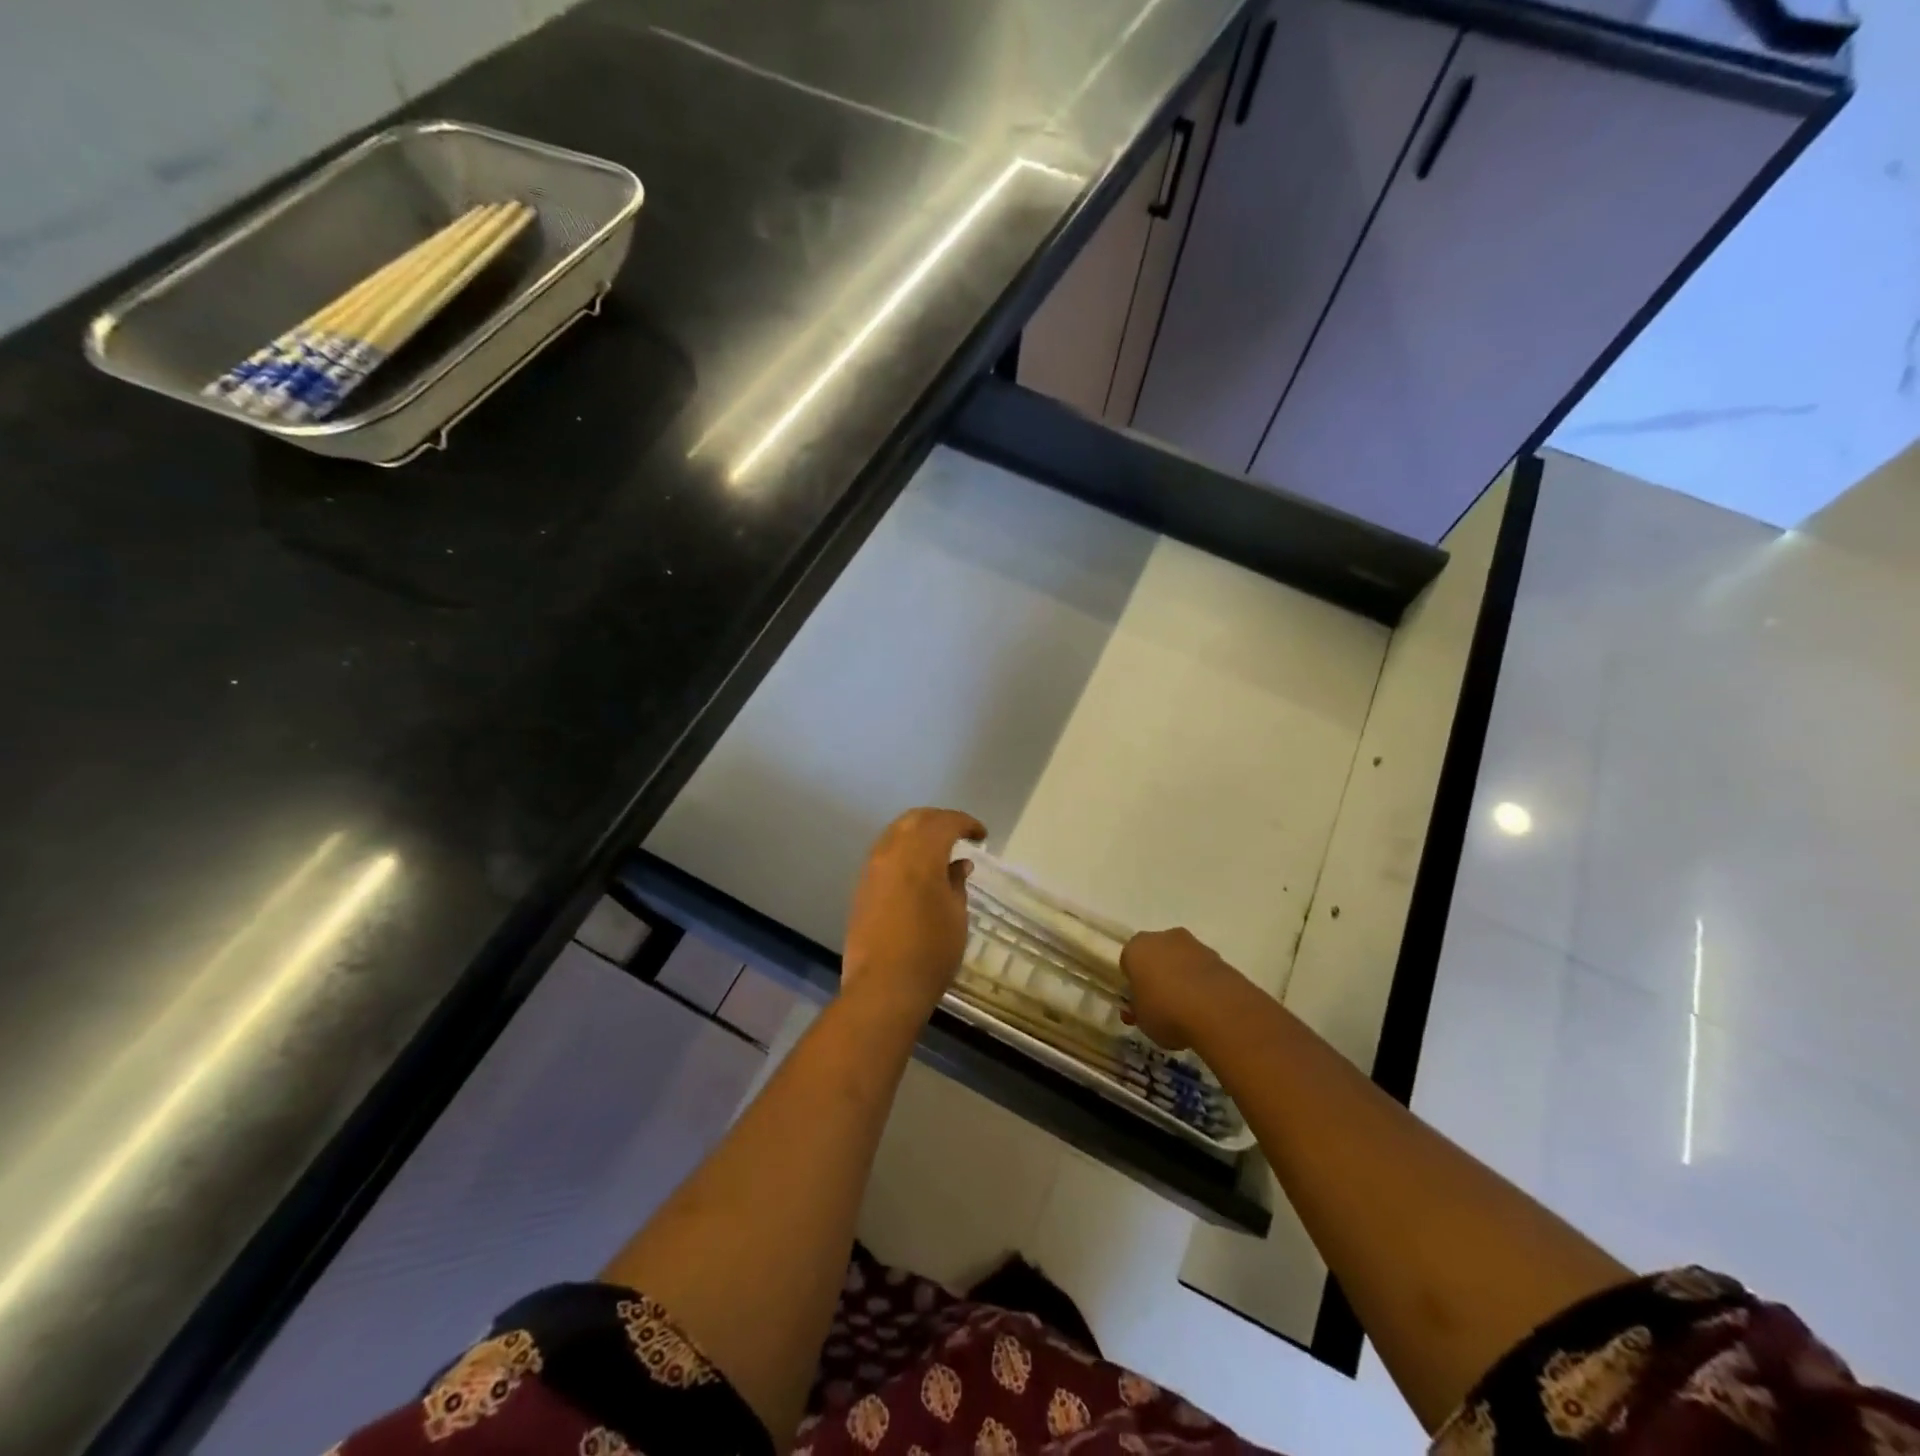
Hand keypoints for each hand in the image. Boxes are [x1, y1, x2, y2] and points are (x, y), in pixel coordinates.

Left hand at [841, 807, 986, 1021]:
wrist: (883, 986)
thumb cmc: (931, 951)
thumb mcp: (956, 916)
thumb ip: (957, 882)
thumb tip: (958, 864)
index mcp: (920, 854)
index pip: (945, 822)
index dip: (966, 823)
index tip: (981, 835)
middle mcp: (892, 852)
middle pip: (915, 819)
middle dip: (940, 820)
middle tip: (959, 834)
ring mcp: (872, 869)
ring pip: (895, 833)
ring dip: (918, 833)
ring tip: (939, 850)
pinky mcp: (862, 887)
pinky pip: (884, 854)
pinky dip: (903, 851)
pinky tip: (917, 870)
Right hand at [1120, 927, 1245, 1051]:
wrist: (1219, 1011)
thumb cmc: (1167, 1012)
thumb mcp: (1141, 1020)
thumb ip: (1138, 1009)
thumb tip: (1140, 1007)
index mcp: (1137, 948)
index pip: (1129, 961)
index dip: (1133, 983)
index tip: (1139, 1003)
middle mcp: (1163, 937)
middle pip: (1157, 955)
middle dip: (1158, 975)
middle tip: (1162, 1005)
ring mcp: (1194, 945)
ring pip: (1182, 961)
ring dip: (1183, 978)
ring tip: (1189, 1011)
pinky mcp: (1220, 957)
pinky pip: (1203, 971)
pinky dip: (1203, 985)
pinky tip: (1208, 1009)